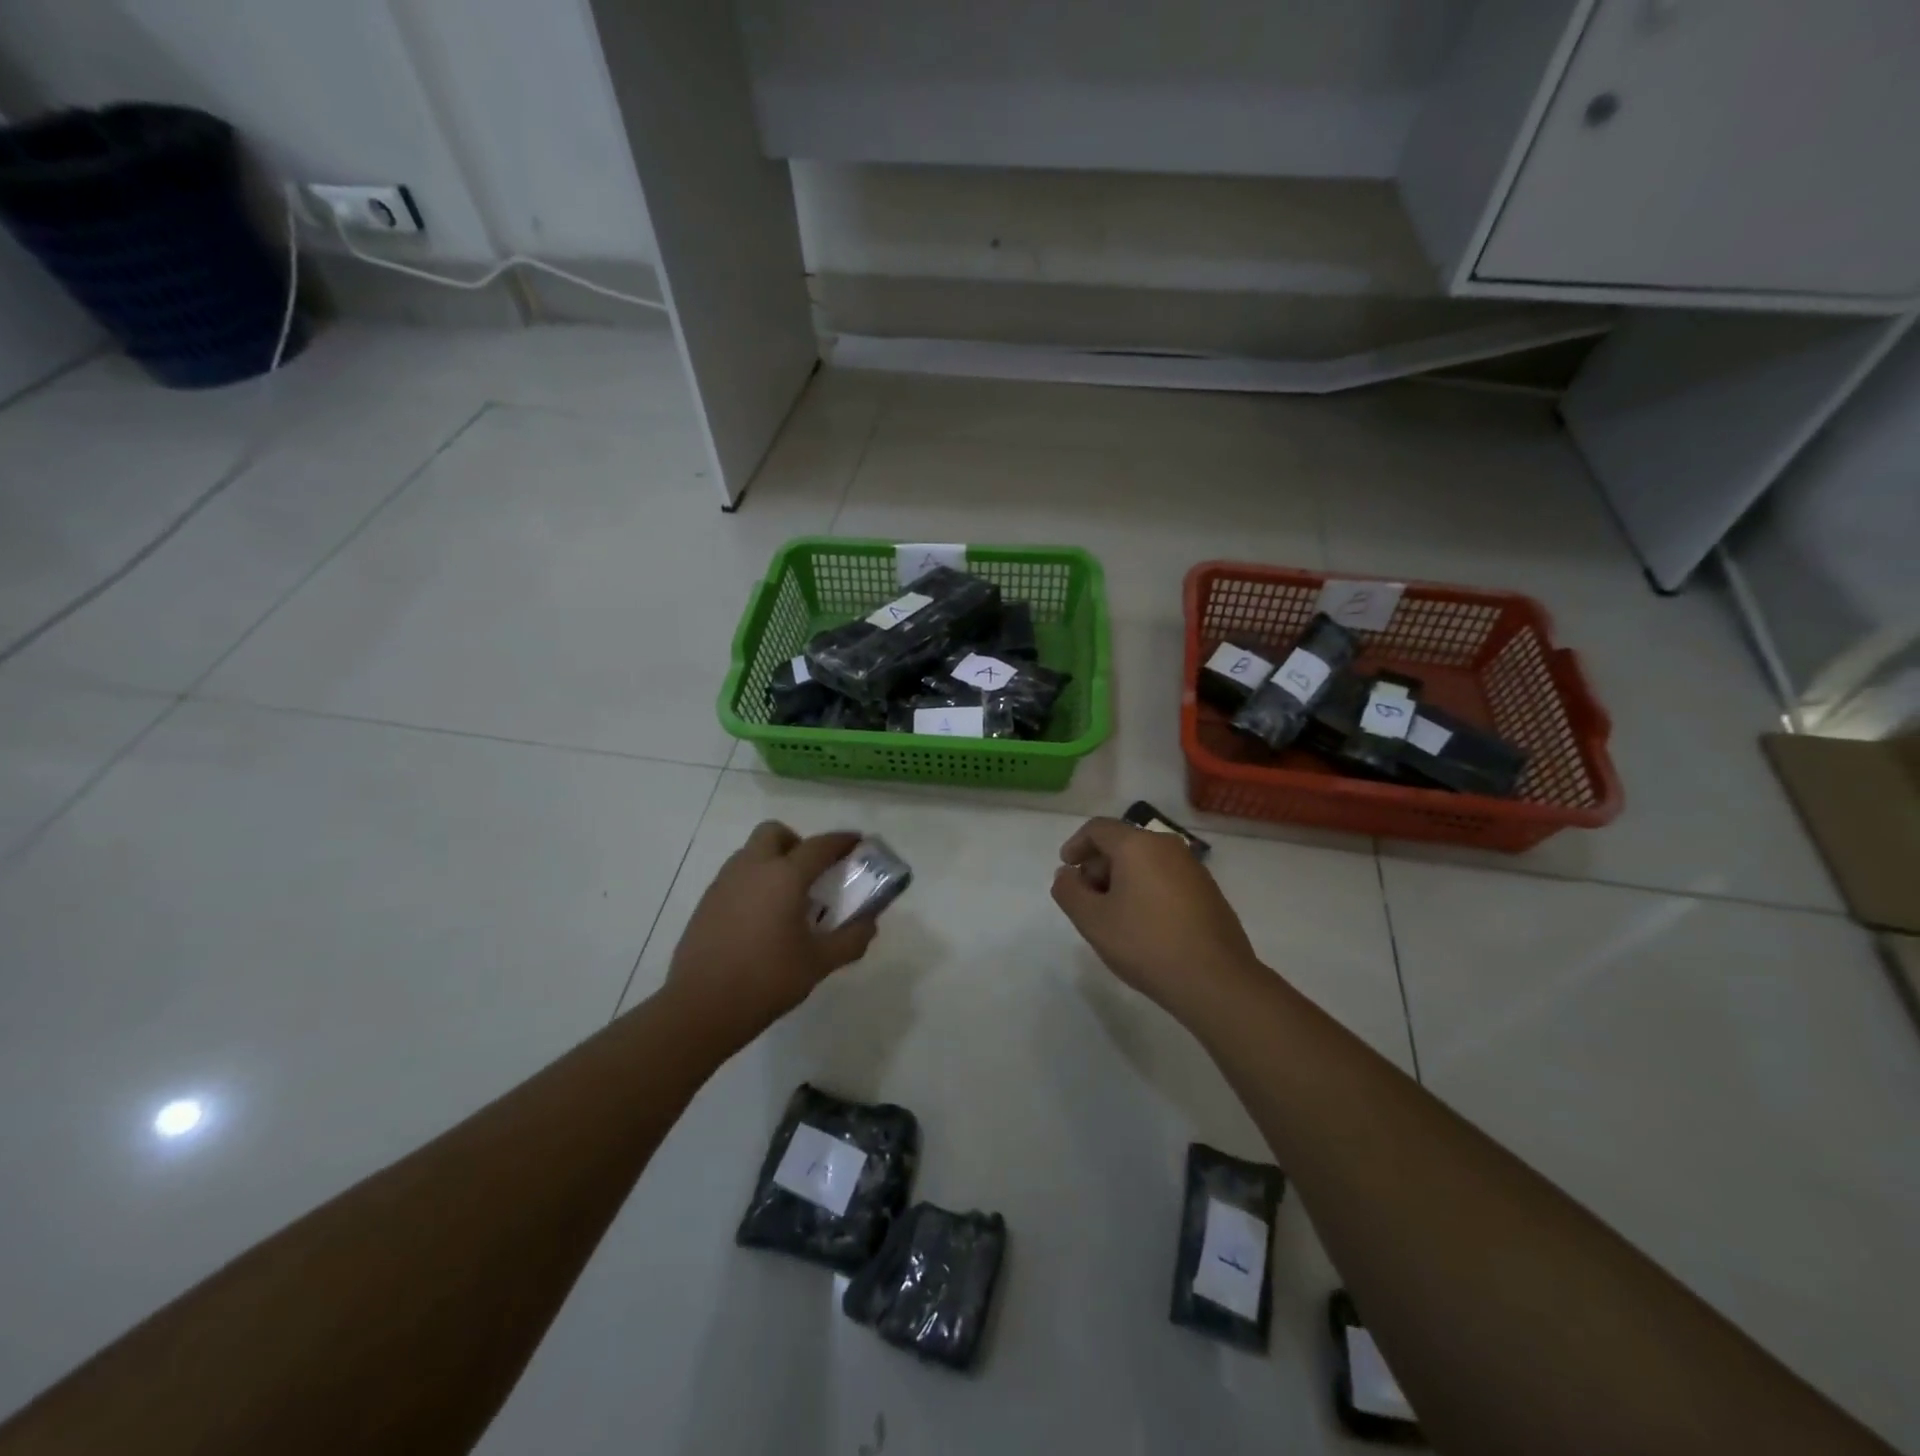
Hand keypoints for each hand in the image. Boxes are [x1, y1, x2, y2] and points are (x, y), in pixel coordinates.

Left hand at [666, 822, 878, 1048]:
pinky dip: (753, 883)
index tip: (857, 842)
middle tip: (811, 872)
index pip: (819, 846)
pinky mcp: (706, 903)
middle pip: (774, 833)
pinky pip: (735, 877)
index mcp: (784, 876)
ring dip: (772, 861)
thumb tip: (870, 923)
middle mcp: (752, 868)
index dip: (841, 841)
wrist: (700, 1007)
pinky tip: (760, 919)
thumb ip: (851, 939)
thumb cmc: (767, 980)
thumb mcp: (819, 963)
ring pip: (751, 853)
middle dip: (796, 842)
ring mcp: (724, 884)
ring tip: (787, 899)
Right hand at [1051, 816, 1260, 1017]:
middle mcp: (1168, 847)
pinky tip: (1143, 925)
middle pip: (1123, 844)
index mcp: (1138, 845)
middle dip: (1098, 867)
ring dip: (1122, 880)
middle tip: (1086, 900)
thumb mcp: (1092, 921)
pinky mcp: (1208, 892)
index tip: (1065, 869)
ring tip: (1113, 916)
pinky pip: (1166, 878)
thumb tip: (1067, 875)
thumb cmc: (1146, 944)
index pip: (1098, 829)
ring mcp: (1193, 868)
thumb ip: (1069, 892)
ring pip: (1146, 862)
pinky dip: (1146, 890)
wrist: (1216, 980)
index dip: (1076, 846)